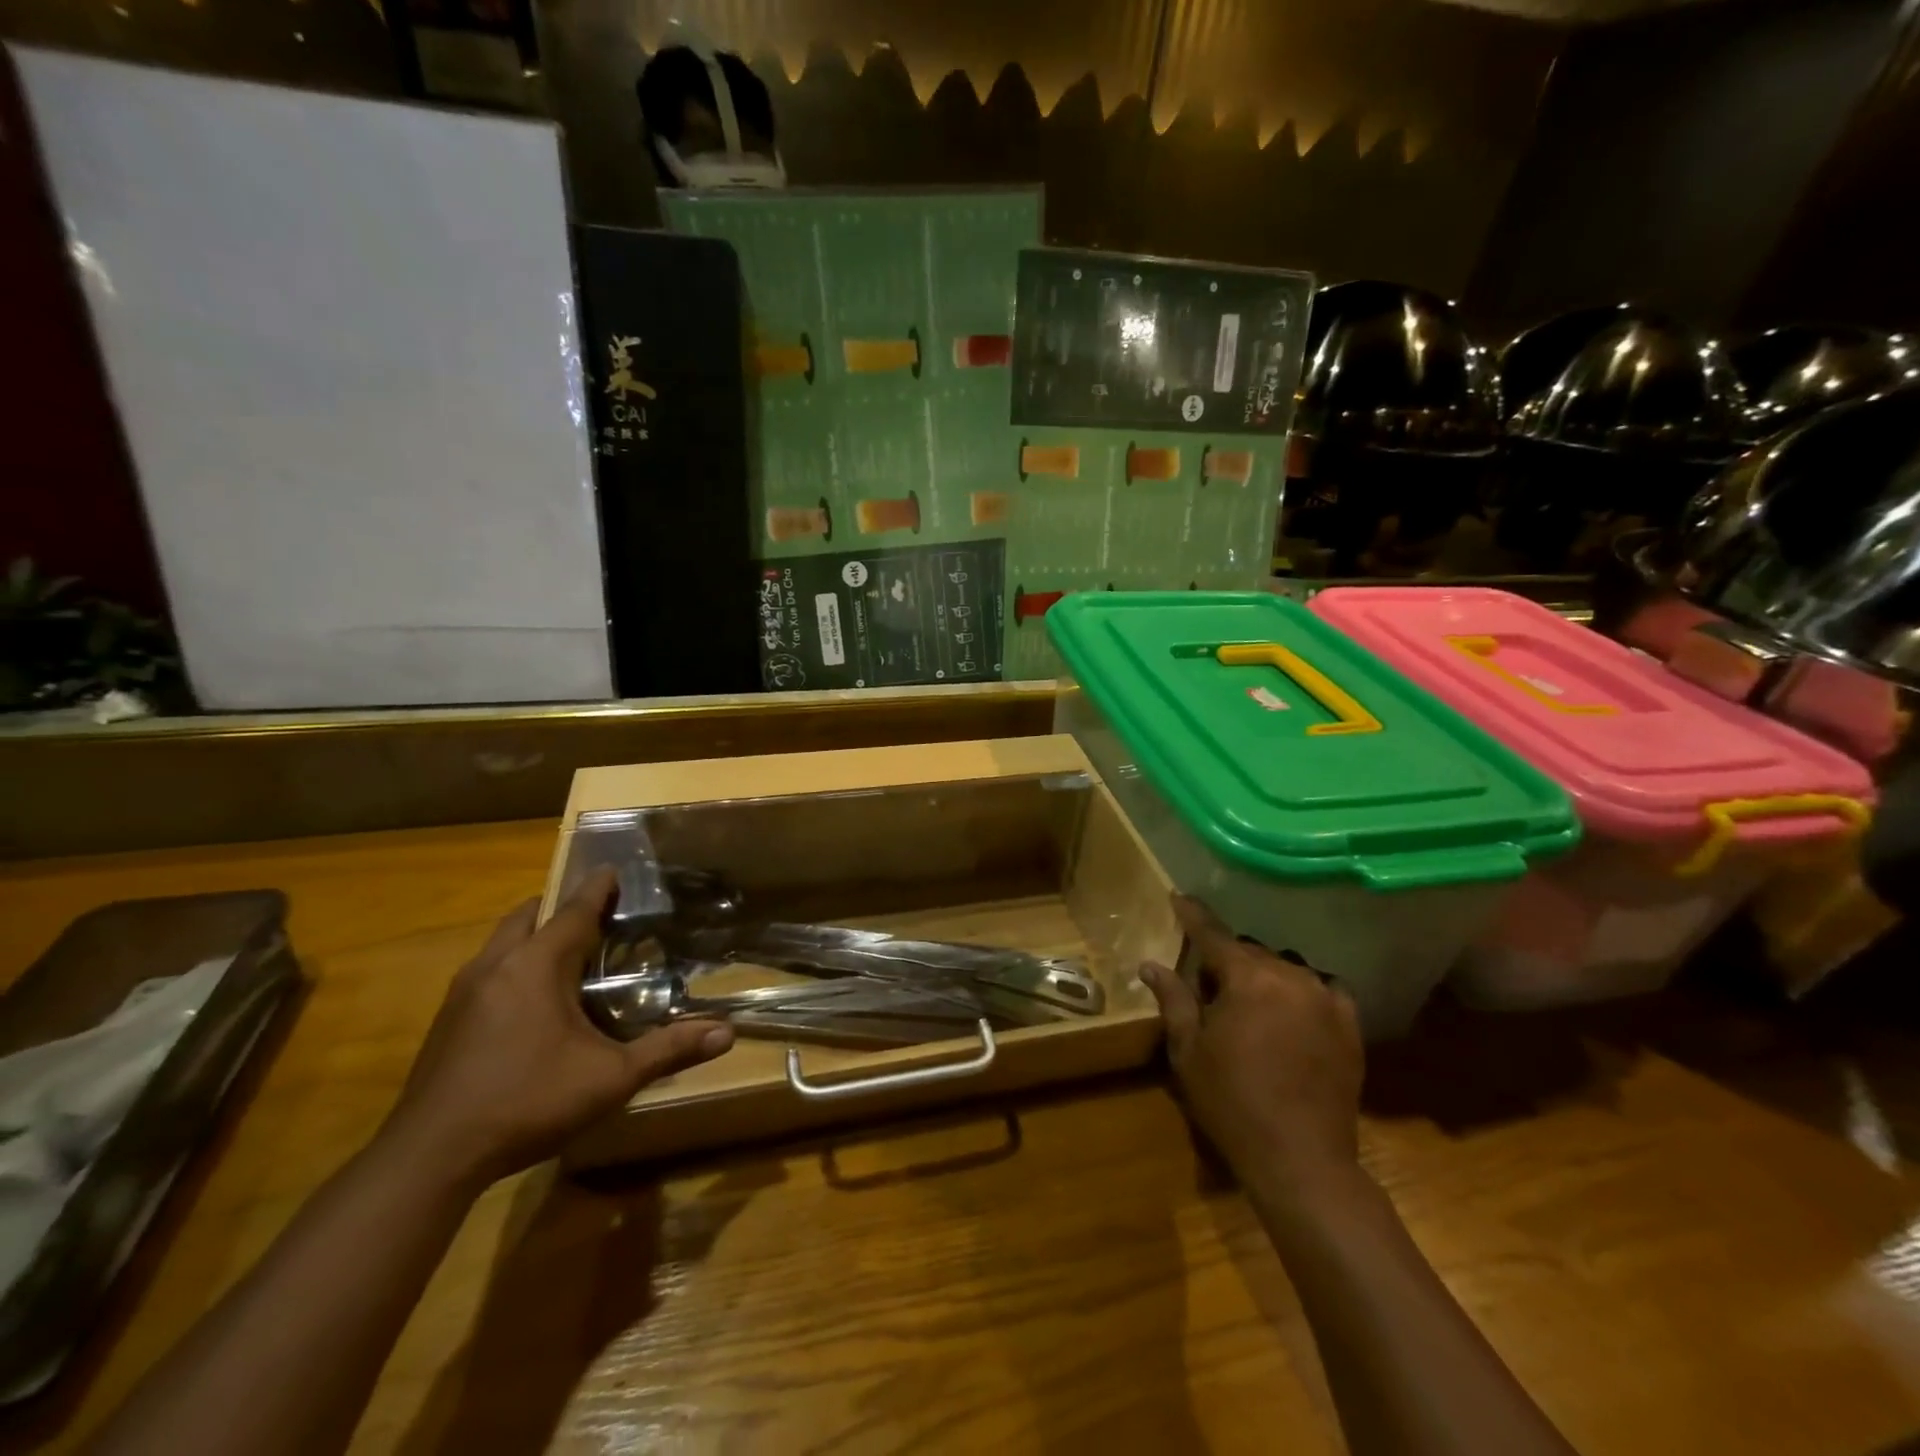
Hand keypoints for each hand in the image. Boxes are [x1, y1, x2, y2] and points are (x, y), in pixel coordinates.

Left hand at [381, 868, 734, 1189]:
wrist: (429, 1158)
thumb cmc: (526, 1102)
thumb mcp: (610, 1079)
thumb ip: (668, 1050)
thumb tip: (728, 1033)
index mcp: (535, 966)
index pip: (573, 909)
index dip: (598, 888)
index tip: (616, 870)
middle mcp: (495, 965)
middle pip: (530, 915)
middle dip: (562, 906)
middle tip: (599, 914)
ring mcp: (463, 992)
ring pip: (503, 942)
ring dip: (535, 935)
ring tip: (571, 952)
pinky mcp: (447, 1020)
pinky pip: (488, 970)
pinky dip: (515, 964)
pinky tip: (533, 1001)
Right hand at [1141, 894, 1362, 1198]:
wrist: (1301, 1160)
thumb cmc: (1232, 1102)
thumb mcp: (1189, 1051)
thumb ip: (1173, 999)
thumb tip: (1150, 964)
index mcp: (1247, 978)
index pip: (1213, 934)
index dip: (1193, 915)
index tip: (1179, 897)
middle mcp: (1290, 976)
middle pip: (1250, 951)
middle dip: (1227, 958)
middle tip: (1208, 981)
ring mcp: (1326, 998)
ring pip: (1285, 968)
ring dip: (1264, 975)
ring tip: (1250, 1001)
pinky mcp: (1349, 1024)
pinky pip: (1322, 988)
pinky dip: (1302, 991)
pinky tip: (1293, 1008)